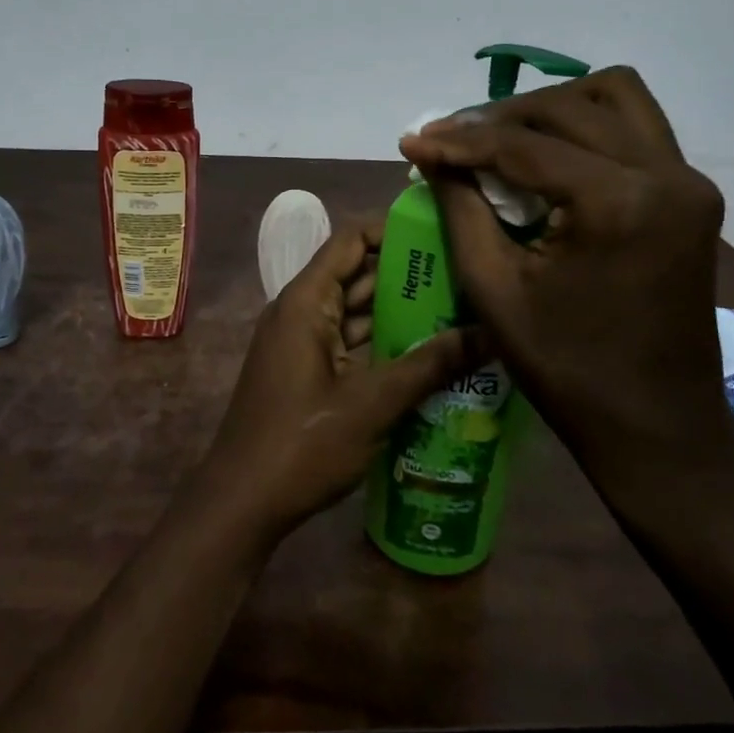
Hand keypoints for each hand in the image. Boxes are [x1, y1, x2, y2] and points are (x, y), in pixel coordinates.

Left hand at [194, 220, 482, 543]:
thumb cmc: (302, 443)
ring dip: (400, 313)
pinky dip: (384, 344)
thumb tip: (490, 334)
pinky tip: (430, 355)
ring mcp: (302, 344)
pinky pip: (350, 344)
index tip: (442, 235)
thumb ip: (430, 365)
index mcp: (306, 301)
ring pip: (357, 313)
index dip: (393, 230)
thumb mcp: (372, 403)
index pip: (351, 240)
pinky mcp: (308, 373)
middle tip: (468, 276)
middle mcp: (301, 312)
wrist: (243, 502)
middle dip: (408, 275)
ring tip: (461, 311)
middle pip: (358, 275)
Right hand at [399, 67, 733, 514]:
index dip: (460, 140)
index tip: (412, 141)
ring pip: (614, 98)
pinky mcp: (692, 194)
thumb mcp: (494, 289)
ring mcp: (689, 181)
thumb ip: (460, 208)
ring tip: (501, 139)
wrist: (657, 425)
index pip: (524, 146)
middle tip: (451, 144)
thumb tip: (431, 153)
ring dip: (550, 109)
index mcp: (618, 203)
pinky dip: (586, 126)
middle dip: (500, 119)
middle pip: (570, 106)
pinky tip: (547, 155)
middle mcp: (666, 175)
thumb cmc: (567, 370)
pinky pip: (635, 128)